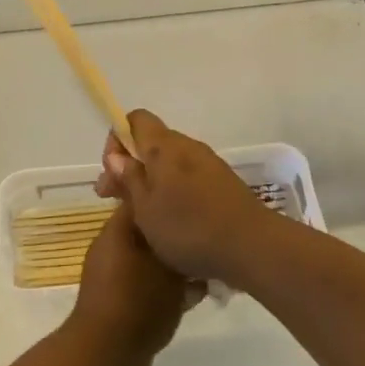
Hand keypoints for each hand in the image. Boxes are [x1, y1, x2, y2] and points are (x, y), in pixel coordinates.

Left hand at [66, 204, 193, 365]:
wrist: (106, 357)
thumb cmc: (138, 302)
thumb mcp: (168, 270)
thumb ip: (181, 248)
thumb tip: (192, 234)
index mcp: (117, 231)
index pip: (142, 200)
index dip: (168, 198)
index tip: (196, 203)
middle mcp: (113, 249)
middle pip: (150, 233)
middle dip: (178, 238)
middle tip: (209, 243)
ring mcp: (116, 279)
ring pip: (152, 263)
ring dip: (177, 268)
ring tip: (209, 273)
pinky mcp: (122, 304)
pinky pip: (149, 288)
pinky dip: (169, 291)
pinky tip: (197, 298)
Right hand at [94, 110, 275, 284]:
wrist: (252, 246)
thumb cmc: (189, 228)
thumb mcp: (145, 209)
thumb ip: (129, 178)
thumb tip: (117, 155)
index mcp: (164, 146)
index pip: (135, 119)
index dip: (117, 139)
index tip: (112, 171)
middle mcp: (187, 146)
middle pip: (151, 142)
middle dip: (130, 165)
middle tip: (115, 199)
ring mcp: (208, 163)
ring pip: (170, 162)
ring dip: (151, 180)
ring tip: (142, 215)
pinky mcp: (223, 182)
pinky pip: (188, 177)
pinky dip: (173, 190)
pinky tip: (172, 220)